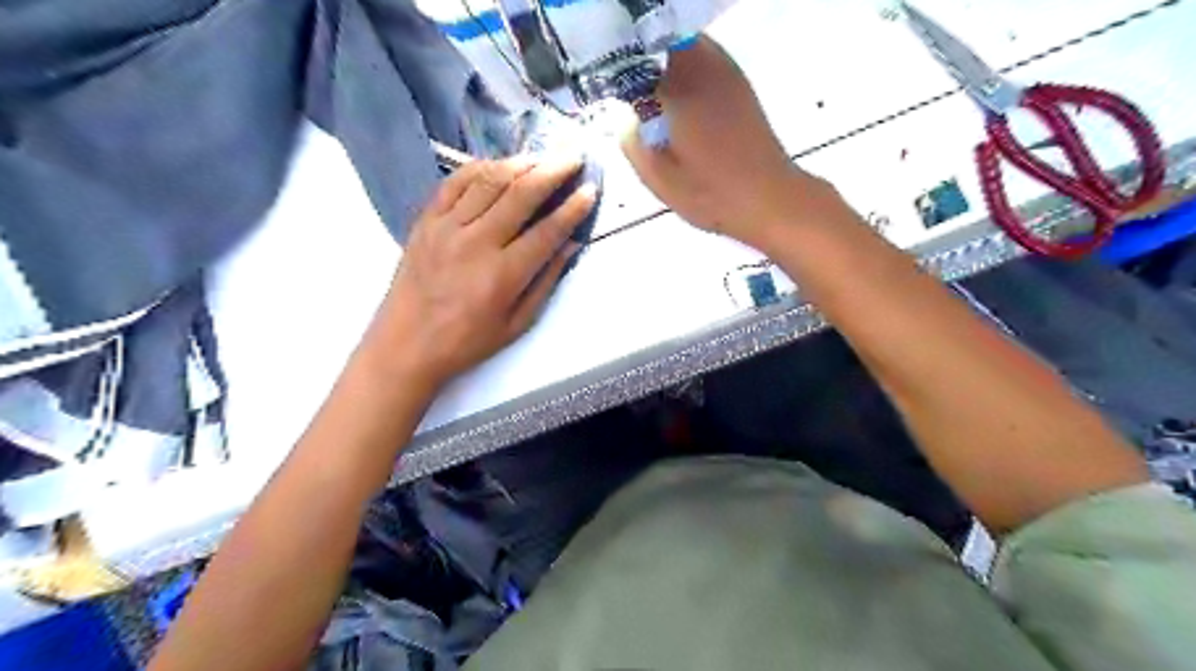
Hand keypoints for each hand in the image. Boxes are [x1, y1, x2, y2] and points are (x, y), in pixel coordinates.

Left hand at [356, 156, 594, 390]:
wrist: (406, 344)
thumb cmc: (466, 341)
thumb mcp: (517, 323)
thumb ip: (546, 282)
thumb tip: (570, 245)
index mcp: (503, 274)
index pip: (548, 231)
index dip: (573, 208)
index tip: (589, 190)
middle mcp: (477, 242)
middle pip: (521, 195)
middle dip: (553, 171)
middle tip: (573, 157)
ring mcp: (447, 227)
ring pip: (489, 181)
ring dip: (520, 163)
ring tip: (541, 156)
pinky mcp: (425, 221)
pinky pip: (454, 183)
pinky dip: (479, 168)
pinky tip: (497, 165)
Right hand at [621, 35, 844, 248]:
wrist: (769, 199)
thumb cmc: (711, 194)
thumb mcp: (659, 179)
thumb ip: (632, 143)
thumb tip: (626, 118)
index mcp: (679, 87)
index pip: (636, 56)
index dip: (619, 70)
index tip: (611, 93)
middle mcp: (703, 66)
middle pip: (660, 41)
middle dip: (640, 60)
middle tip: (628, 93)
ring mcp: (726, 71)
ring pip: (684, 44)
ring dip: (663, 61)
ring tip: (651, 95)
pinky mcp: (739, 84)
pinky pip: (704, 57)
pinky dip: (685, 68)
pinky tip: (680, 100)